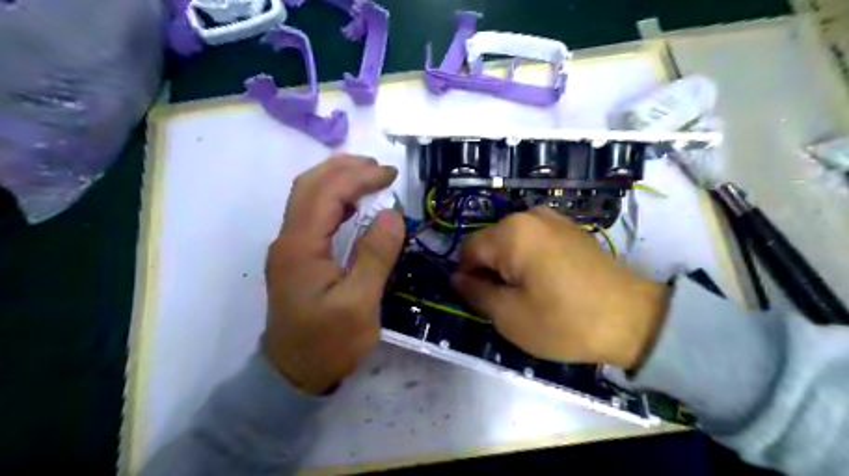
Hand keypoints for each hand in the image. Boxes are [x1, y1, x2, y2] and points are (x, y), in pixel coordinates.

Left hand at [264, 157, 404, 392]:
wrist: (293, 375)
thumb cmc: (328, 343)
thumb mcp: (359, 305)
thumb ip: (375, 256)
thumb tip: (392, 214)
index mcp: (301, 246)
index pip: (327, 193)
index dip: (359, 177)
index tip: (391, 174)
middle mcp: (288, 239)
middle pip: (310, 186)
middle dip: (344, 168)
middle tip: (380, 168)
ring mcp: (290, 248)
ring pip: (308, 197)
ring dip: (337, 179)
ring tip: (369, 177)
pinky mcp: (297, 257)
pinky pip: (312, 215)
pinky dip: (333, 199)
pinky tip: (353, 205)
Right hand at [451, 207, 669, 367]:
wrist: (634, 320)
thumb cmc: (564, 321)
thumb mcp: (508, 316)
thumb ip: (474, 293)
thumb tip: (457, 278)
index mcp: (511, 232)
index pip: (469, 250)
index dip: (467, 278)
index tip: (480, 303)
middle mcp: (529, 215)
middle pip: (490, 243)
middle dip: (489, 271)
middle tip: (506, 303)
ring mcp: (553, 218)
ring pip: (510, 242)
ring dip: (509, 266)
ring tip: (527, 293)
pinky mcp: (569, 228)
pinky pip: (533, 240)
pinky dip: (528, 259)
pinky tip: (546, 282)